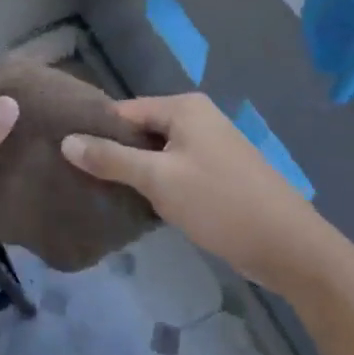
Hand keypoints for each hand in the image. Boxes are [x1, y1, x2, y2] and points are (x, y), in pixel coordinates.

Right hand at [62, 92, 313, 282]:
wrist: (289, 247)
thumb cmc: (220, 203)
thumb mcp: (159, 179)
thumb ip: (111, 159)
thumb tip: (66, 141)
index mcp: (183, 108)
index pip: (123, 111)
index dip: (95, 131)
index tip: (64, 153)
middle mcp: (196, 118)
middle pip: (139, 130)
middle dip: (113, 153)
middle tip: (77, 177)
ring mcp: (209, 146)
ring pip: (156, 153)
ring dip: (133, 171)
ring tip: (97, 192)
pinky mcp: (216, 173)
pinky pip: (173, 169)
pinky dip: (155, 183)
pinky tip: (135, 204)